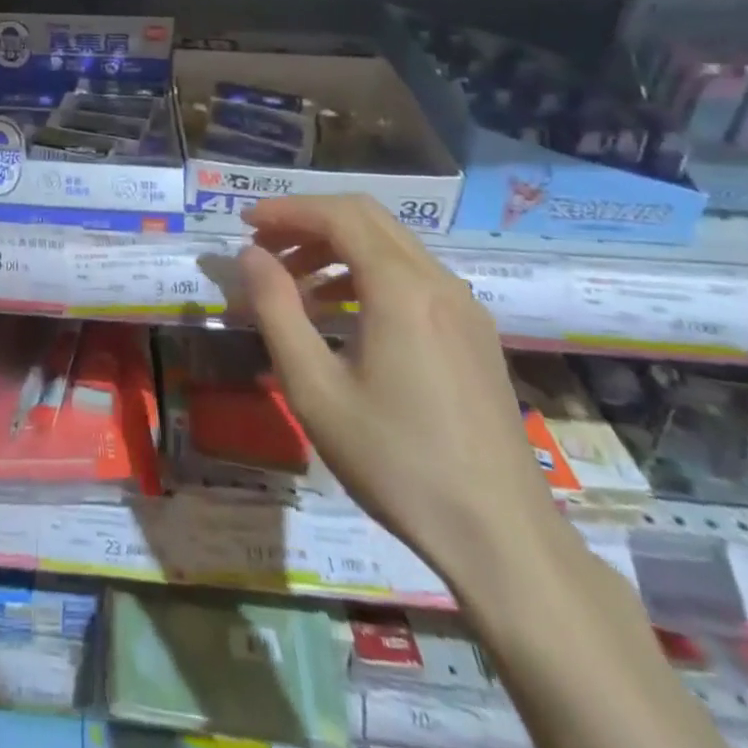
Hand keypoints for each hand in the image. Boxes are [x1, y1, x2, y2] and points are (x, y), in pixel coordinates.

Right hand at [239, 194, 565, 590]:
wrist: (501, 538)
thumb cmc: (396, 461)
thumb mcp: (314, 388)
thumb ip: (276, 310)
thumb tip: (251, 255)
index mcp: (402, 289)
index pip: (339, 216)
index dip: (287, 210)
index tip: (245, 223)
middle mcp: (439, 283)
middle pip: (368, 218)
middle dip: (309, 221)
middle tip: (265, 246)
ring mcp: (464, 307)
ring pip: (392, 245)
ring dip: (337, 247)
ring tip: (293, 284)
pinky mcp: (473, 333)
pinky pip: (413, 277)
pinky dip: (366, 274)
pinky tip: (341, 315)